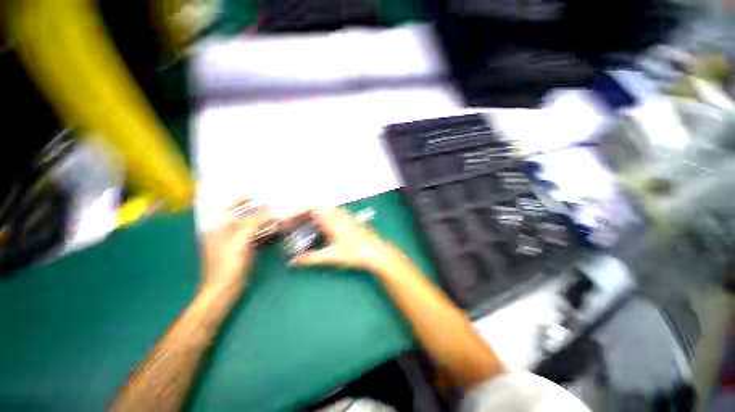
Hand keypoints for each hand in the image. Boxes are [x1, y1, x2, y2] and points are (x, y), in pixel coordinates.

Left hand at [201, 202, 272, 292]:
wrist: (225, 288)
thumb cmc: (229, 263)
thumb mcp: (241, 239)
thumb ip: (254, 221)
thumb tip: (269, 208)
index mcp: (217, 226)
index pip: (229, 206)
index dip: (243, 199)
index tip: (260, 196)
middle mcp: (223, 230)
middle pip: (240, 214)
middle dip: (255, 208)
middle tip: (272, 204)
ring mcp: (232, 240)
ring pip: (248, 224)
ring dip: (261, 219)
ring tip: (275, 214)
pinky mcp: (240, 248)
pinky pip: (252, 234)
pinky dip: (262, 229)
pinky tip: (272, 229)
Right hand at [289, 207, 403, 273]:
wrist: (376, 251)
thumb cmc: (355, 253)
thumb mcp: (331, 257)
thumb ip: (311, 258)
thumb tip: (293, 262)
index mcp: (332, 220)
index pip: (312, 208)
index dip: (298, 211)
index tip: (288, 218)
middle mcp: (338, 215)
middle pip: (317, 206)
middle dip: (303, 212)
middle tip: (293, 222)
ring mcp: (345, 215)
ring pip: (325, 208)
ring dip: (313, 212)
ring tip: (303, 222)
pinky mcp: (349, 219)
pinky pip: (333, 212)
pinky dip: (323, 215)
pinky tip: (321, 224)